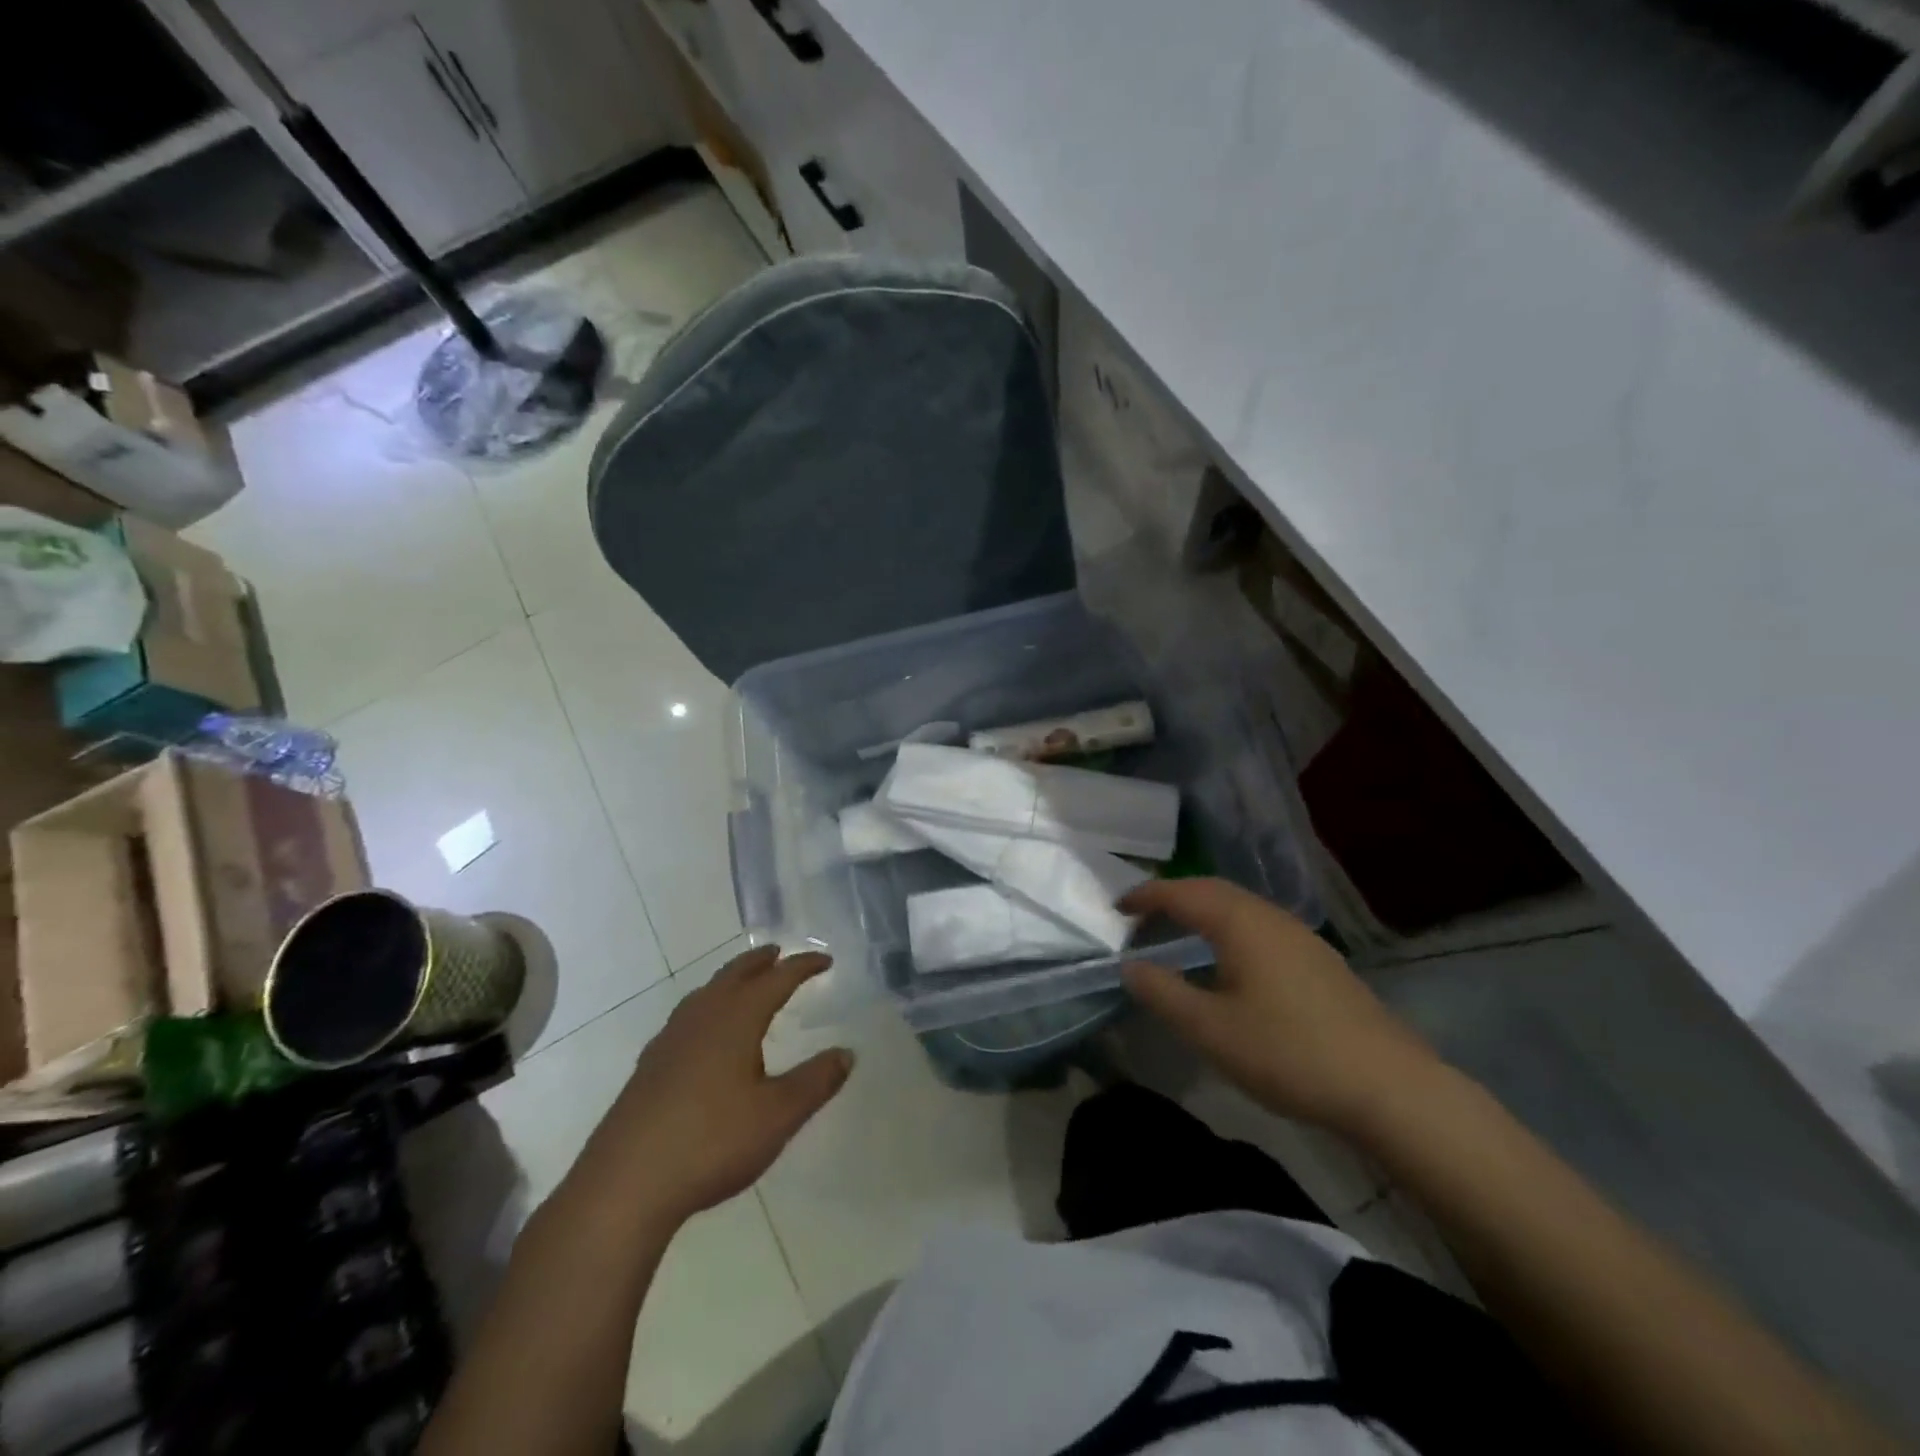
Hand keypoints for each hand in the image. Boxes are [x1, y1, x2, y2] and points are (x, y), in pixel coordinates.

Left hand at [574, 947, 852, 1225]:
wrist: (625, 1184)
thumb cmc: (711, 1141)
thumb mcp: (778, 1115)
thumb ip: (815, 1082)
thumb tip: (847, 1053)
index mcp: (736, 1019)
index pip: (776, 980)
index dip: (802, 967)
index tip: (825, 960)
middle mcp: (702, 1018)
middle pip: (734, 975)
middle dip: (760, 962)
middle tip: (779, 953)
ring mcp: (670, 1041)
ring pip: (706, 993)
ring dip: (730, 980)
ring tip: (744, 983)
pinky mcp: (649, 1067)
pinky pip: (687, 1017)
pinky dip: (707, 1007)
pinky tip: (704, 1033)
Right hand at [1119, 878, 1441, 1133]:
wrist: (1389, 1086)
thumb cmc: (1288, 1053)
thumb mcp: (1211, 1030)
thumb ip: (1163, 994)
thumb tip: (1129, 966)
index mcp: (1240, 923)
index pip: (1181, 893)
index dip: (1146, 896)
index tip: (1117, 908)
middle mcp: (1270, 917)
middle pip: (1212, 890)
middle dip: (1173, 897)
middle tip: (1142, 918)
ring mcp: (1300, 936)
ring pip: (1239, 907)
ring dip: (1202, 911)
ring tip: (1177, 934)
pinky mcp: (1318, 960)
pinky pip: (1259, 925)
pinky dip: (1228, 928)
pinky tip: (1228, 961)